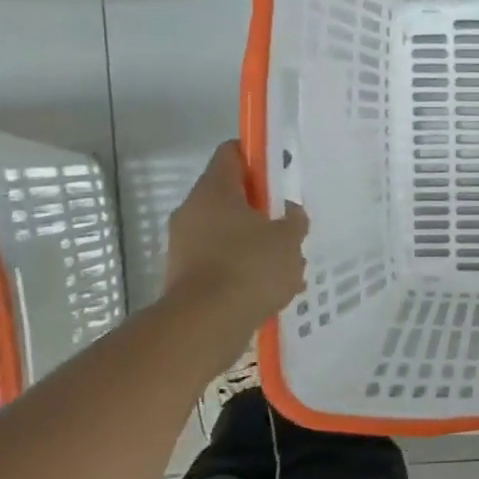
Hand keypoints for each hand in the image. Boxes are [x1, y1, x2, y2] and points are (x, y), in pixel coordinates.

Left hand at [163, 141, 308, 327]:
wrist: (205, 325)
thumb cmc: (250, 268)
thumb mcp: (288, 240)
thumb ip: (294, 220)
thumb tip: (289, 211)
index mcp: (215, 190)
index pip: (232, 153)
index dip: (257, 157)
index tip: (280, 172)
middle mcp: (192, 211)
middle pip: (230, 195)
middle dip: (261, 210)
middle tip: (288, 225)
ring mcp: (184, 244)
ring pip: (227, 232)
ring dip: (254, 243)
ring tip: (285, 266)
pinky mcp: (184, 275)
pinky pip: (220, 261)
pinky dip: (241, 269)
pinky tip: (268, 289)